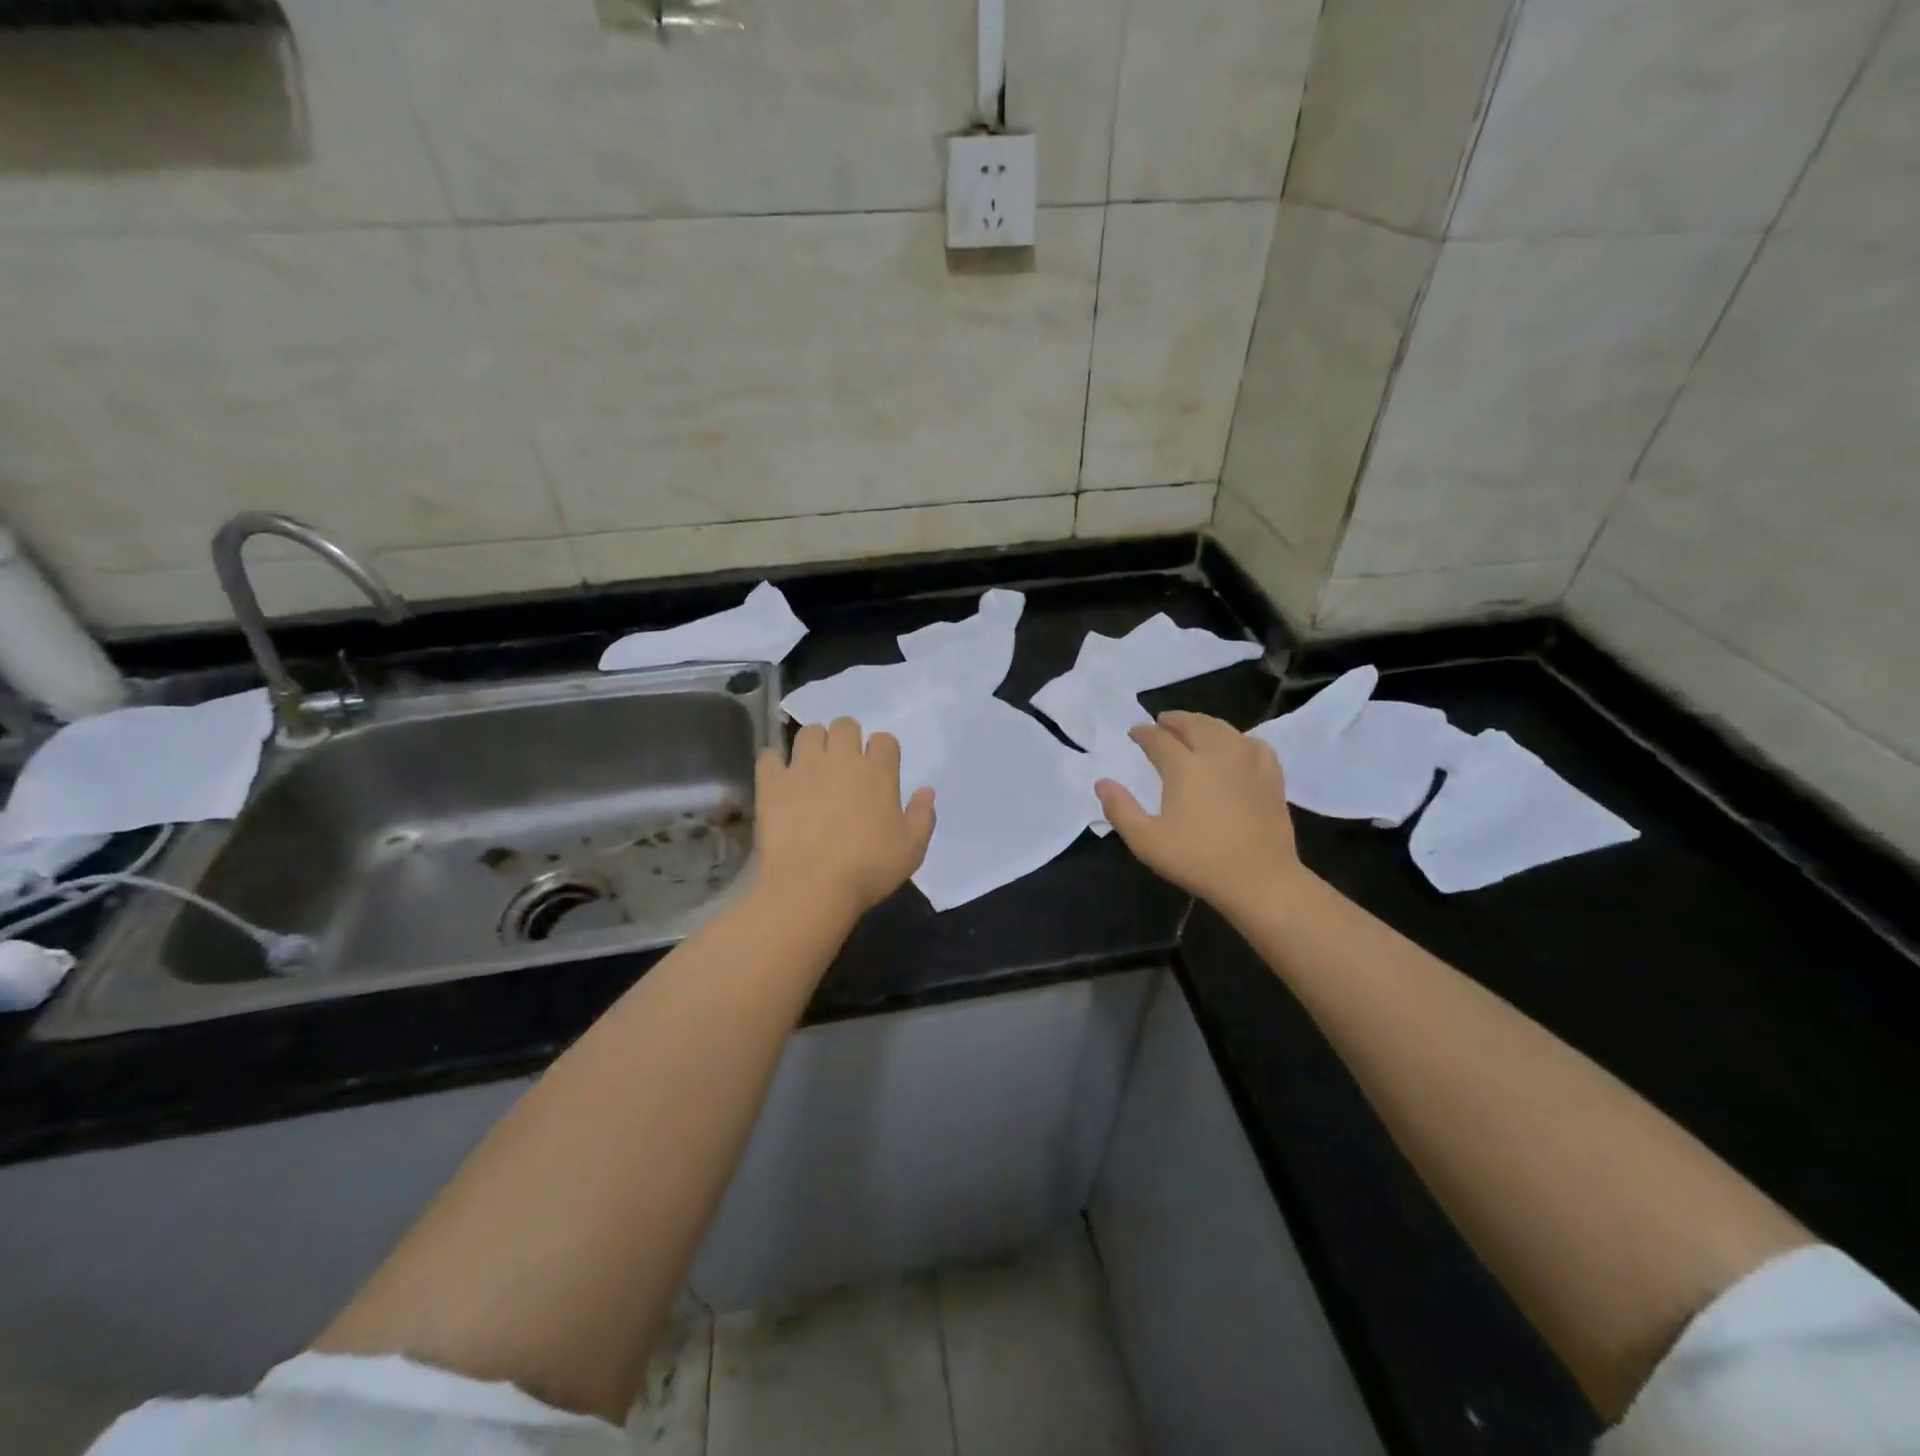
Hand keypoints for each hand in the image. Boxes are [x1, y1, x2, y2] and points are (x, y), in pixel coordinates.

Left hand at [754, 717, 936, 922]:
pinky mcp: (772, 783)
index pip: (884, 740)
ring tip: (814, 766)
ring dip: (814, 744)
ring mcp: (803, 767)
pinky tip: (780, 779)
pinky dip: (775, 763)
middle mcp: (841, 759)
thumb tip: (927, 791)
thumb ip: (922, 816)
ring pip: (808, 732)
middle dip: (847, 738)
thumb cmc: (868, 869)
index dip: (883, 752)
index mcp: (878, 771)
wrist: (811, 886)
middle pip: (845, 725)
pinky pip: (769, 757)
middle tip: (845, 764)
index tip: (880, 770)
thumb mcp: (911, 850)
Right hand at [1095, 711, 1307, 917]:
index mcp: (1183, 767)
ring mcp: (1248, 763)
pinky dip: (1238, 739)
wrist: (1259, 879)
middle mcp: (1216, 754)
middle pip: (1193, 724)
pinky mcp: (1271, 777)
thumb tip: (1102, 782)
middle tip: (1161, 723)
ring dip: (1204, 724)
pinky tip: (1235, 747)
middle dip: (1174, 720)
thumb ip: (1120, 809)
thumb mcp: (1146, 841)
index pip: (1158, 738)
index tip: (1134, 733)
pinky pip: (1254, 744)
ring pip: (1224, 729)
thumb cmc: (1197, 860)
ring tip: (1194, 728)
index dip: (1143, 733)